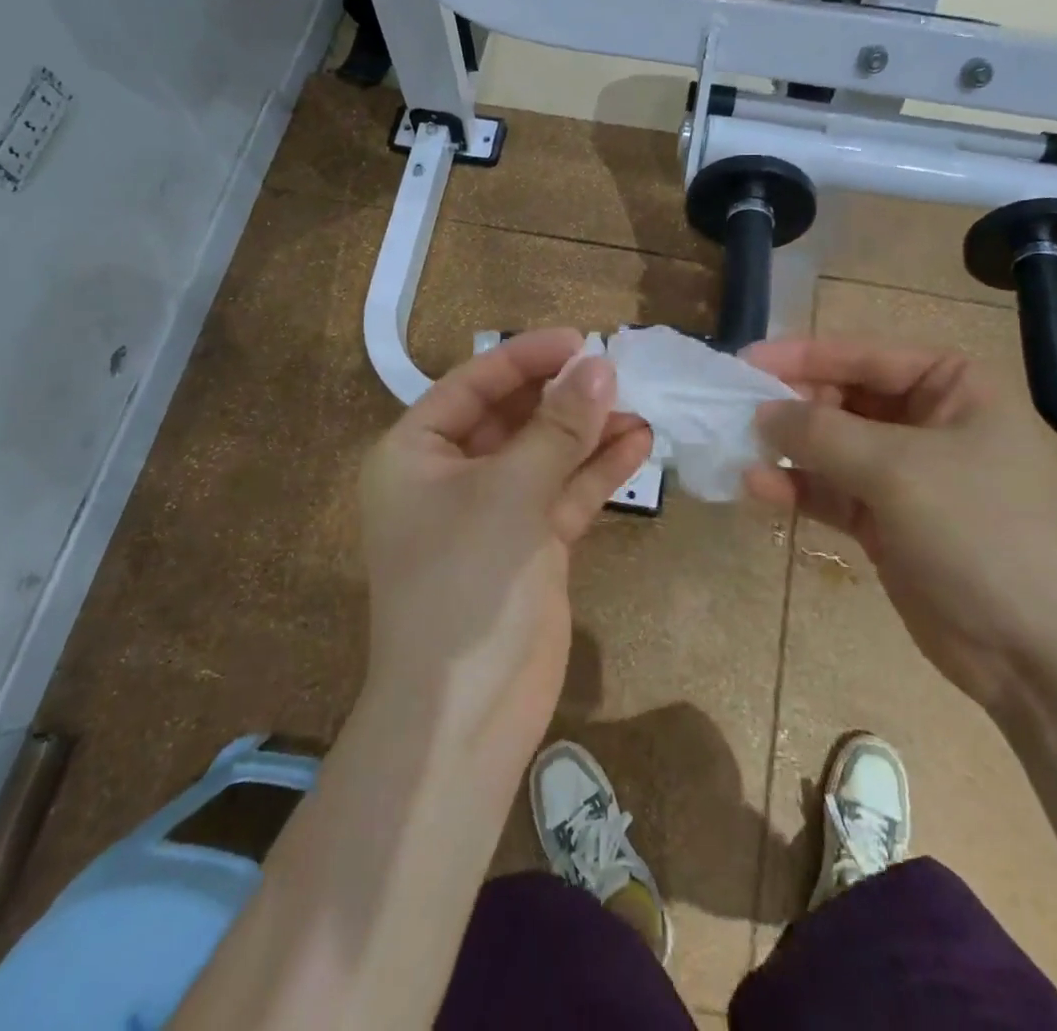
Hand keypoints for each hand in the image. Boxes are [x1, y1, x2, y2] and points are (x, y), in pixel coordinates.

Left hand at [358, 329, 653, 750]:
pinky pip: (563, 492)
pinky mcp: (528, 545)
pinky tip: (638, 444)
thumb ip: (557, 427)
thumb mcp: (510, 493)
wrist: (466, 715)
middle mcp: (450, 476)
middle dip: (563, 395)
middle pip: (512, 416)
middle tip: (620, 372)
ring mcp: (492, 512)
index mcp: (416, 453)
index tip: (583, 340)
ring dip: (588, 431)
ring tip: (640, 406)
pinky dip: (596, 470)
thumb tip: (600, 366)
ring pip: (544, 454)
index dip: (526, 357)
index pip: (473, 384)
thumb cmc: (466, 584)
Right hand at [741, 337, 1056, 710]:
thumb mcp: (900, 470)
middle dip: (791, 407)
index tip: (745, 362)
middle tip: (734, 411)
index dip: (803, 356)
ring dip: (787, 450)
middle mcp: (929, 422)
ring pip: (832, 448)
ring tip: (736, 448)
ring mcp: (907, 476)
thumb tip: (761, 412)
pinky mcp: (887, 523)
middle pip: (844, 400)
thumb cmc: (983, 533)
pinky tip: (756, 487)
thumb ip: (822, 433)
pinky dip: (797, 489)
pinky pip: (832, 493)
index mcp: (953, 387)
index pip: (865, 355)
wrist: (1039, 655)